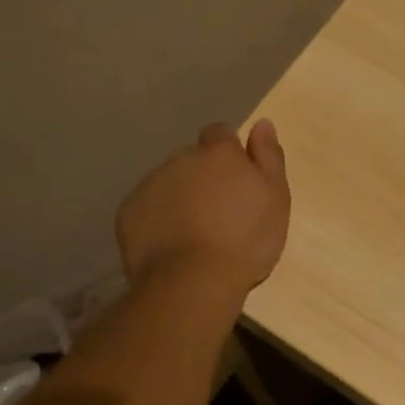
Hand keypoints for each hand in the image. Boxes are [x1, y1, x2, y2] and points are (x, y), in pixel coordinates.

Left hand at [115, 120, 290, 292]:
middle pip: (192, 159)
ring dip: (179, 196)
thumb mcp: (276, 197)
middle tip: (218, 212)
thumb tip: (262, 123)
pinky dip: (157, 219)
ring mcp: (150, 185)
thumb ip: (269, 156)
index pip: (220, 133)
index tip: (236, 178)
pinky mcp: (128, 213)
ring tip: (193, 233)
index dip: (228, 152)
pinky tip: (170, 245)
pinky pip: (146, 208)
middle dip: (202, 176)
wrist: (194, 282)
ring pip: (167, 183)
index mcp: (218, 153)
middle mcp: (181, 159)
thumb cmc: (246, 239)